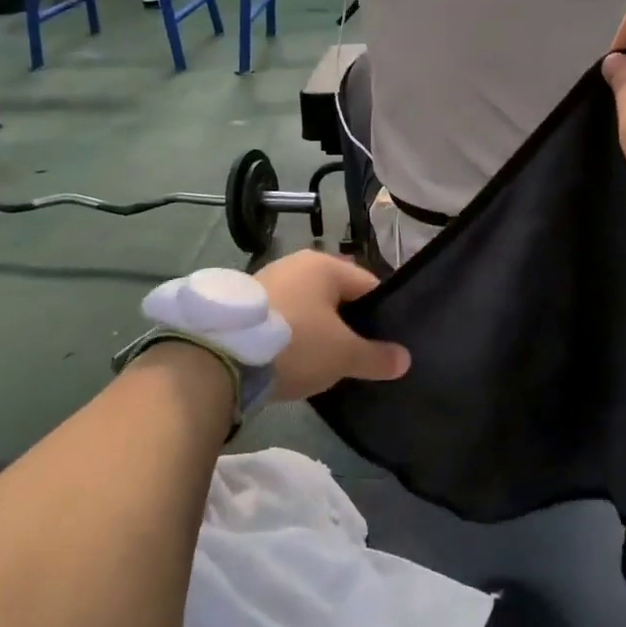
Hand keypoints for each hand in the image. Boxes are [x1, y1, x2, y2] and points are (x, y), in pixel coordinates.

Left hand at [256, 251, 409, 402]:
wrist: (219, 357)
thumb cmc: (295, 343)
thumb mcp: (343, 355)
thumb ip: (377, 357)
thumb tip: (405, 360)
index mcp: (325, 265)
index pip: (368, 285)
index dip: (382, 314)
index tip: (386, 343)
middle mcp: (295, 264)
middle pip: (336, 296)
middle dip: (348, 324)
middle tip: (358, 355)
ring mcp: (265, 281)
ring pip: (307, 308)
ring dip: (316, 331)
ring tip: (325, 362)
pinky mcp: (242, 305)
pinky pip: (281, 318)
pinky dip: (290, 336)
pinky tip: (292, 360)